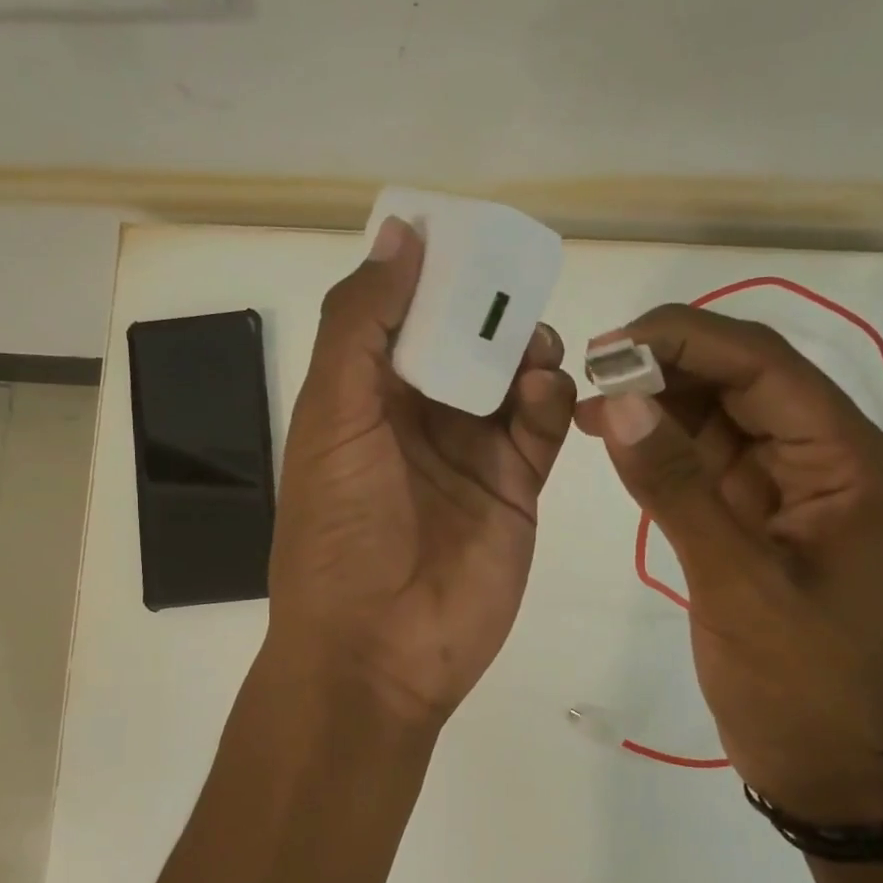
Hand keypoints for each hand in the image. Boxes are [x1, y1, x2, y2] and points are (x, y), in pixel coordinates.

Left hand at [268, 218, 576, 725]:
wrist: (378, 649)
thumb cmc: (340, 529)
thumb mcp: (333, 417)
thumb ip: (362, 325)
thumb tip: (400, 233)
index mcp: (365, 397)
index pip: (403, 315)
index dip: (431, 274)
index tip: (468, 236)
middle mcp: (419, 419)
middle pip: (465, 342)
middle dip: (489, 311)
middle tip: (514, 290)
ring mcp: (471, 454)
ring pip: (510, 378)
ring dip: (524, 352)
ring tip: (532, 349)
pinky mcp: (516, 488)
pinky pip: (541, 427)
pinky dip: (549, 400)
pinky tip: (542, 395)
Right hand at [574, 305, 882, 820]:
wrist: (818, 758)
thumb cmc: (796, 678)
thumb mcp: (736, 583)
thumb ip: (677, 488)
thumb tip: (615, 402)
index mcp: (844, 459)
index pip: (764, 366)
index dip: (687, 340)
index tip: (610, 345)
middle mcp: (820, 455)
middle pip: (740, 377)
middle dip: (666, 364)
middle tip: (588, 371)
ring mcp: (783, 482)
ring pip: (716, 410)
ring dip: (655, 398)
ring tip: (586, 400)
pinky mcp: (750, 510)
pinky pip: (700, 455)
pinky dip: (656, 442)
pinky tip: (610, 437)